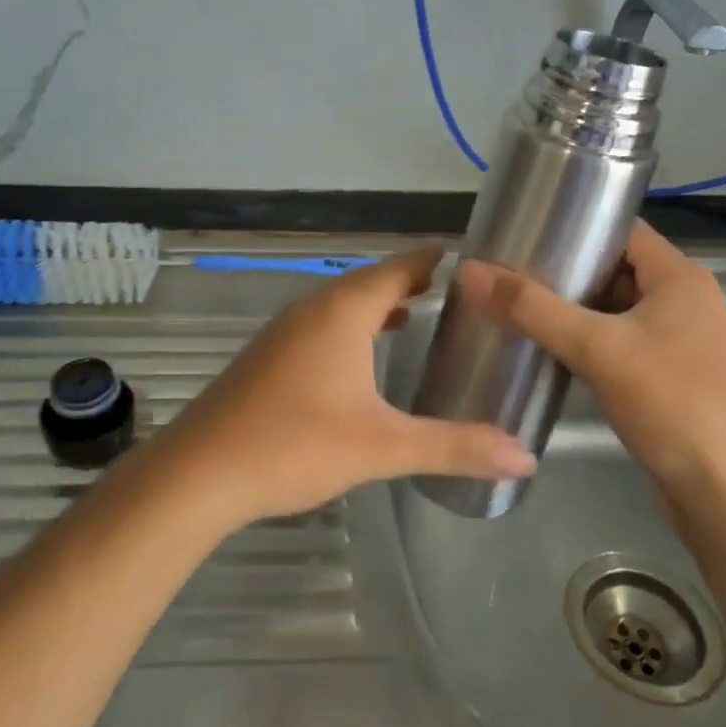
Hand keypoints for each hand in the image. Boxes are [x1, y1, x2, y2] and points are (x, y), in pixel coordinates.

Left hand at [156, 247, 536, 531]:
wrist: (200, 472)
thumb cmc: (296, 445)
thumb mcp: (383, 446)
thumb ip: (454, 446)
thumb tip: (525, 457)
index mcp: (342, 312)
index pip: (397, 268)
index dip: (430, 259)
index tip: (464, 254)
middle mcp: (312, 309)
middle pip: (368, 282)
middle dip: (407, 281)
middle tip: (451, 290)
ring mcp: (283, 331)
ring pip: (340, 304)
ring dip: (376, 305)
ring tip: (412, 315)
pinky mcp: (266, 356)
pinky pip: (319, 325)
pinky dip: (349, 327)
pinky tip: (357, 359)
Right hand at [453, 222, 725, 505]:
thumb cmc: (674, 407)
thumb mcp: (598, 349)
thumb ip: (532, 309)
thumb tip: (469, 271)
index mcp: (681, 278)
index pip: (621, 231)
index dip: (575, 227)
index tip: (523, 233)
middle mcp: (686, 302)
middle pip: (615, 271)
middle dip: (564, 273)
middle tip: (508, 274)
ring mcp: (681, 344)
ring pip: (615, 312)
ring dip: (572, 312)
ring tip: (517, 309)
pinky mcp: (672, 380)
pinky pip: (620, 346)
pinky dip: (587, 345)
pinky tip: (548, 353)